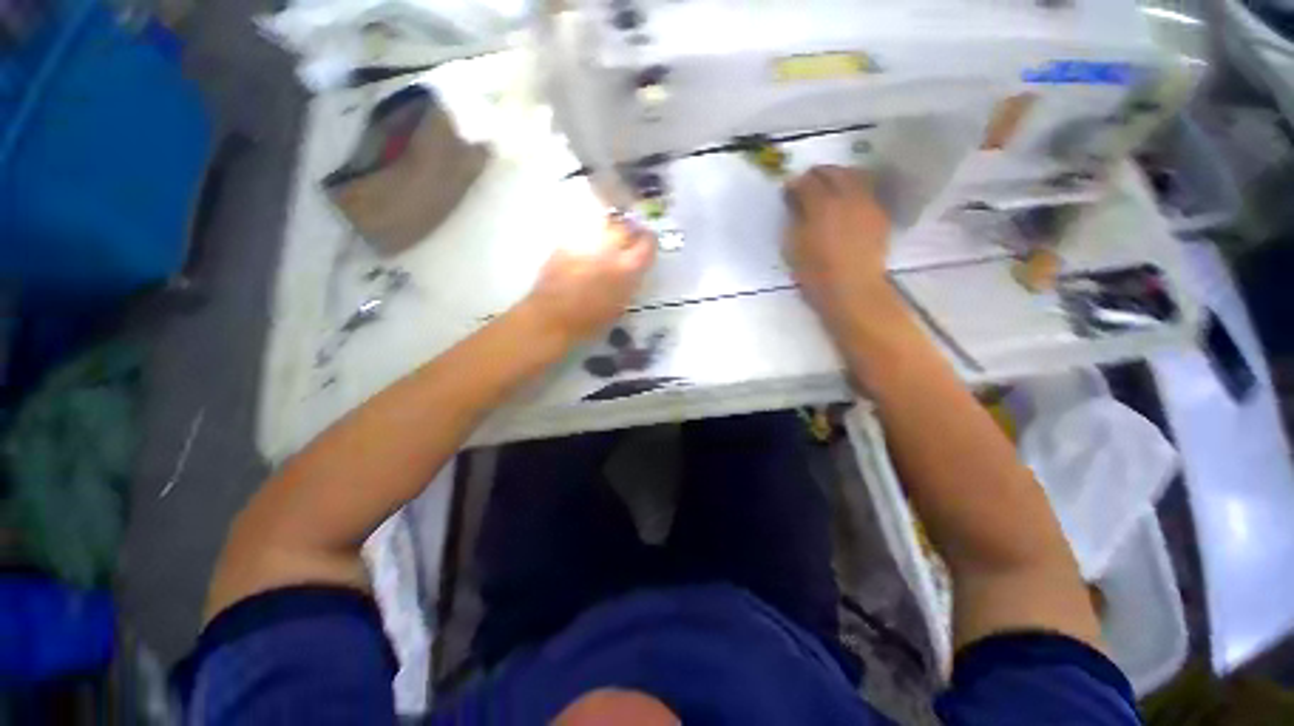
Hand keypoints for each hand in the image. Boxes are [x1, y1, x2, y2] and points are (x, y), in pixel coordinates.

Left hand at [521, 218, 655, 346]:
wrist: (552, 318)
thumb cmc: (589, 321)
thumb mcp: (620, 305)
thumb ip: (629, 282)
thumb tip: (631, 270)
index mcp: (627, 269)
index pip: (647, 244)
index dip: (649, 241)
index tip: (648, 241)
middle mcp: (608, 250)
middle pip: (625, 226)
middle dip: (630, 229)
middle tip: (630, 235)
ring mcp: (585, 244)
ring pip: (603, 224)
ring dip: (609, 229)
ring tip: (608, 239)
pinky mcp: (565, 244)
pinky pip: (583, 233)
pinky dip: (589, 237)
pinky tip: (587, 248)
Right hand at [784, 166, 896, 335]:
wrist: (852, 290)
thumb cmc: (815, 272)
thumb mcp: (793, 246)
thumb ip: (795, 218)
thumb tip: (795, 202)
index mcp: (822, 204)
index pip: (807, 181)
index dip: (794, 183)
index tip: (787, 190)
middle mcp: (848, 196)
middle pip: (833, 171)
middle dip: (817, 174)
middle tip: (806, 185)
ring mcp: (868, 203)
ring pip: (854, 176)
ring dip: (838, 178)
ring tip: (827, 190)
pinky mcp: (880, 215)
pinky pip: (865, 191)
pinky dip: (852, 191)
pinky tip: (845, 204)